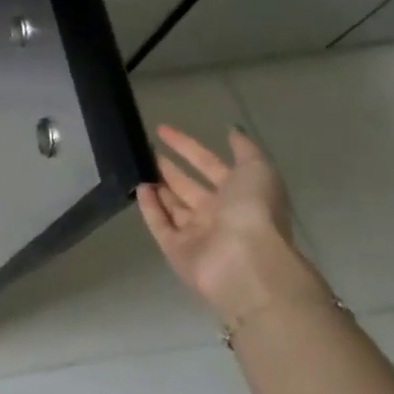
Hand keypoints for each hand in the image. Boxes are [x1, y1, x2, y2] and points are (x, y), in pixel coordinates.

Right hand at [134, 124, 321, 324]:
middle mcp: (219, 214)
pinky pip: (160, 224)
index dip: (188, 146)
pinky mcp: (177, 250)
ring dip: (158, 186)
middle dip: (170, 168)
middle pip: (189, 187)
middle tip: (144, 149)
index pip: (210, 165)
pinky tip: (139, 188)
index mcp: (240, 195)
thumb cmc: (253, 212)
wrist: (248, 264)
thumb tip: (231, 130)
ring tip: (136, 165)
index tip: (162, 129)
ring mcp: (197, 234)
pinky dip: (149, 207)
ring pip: (173, 205)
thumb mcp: (257, 171)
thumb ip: (244, 150)